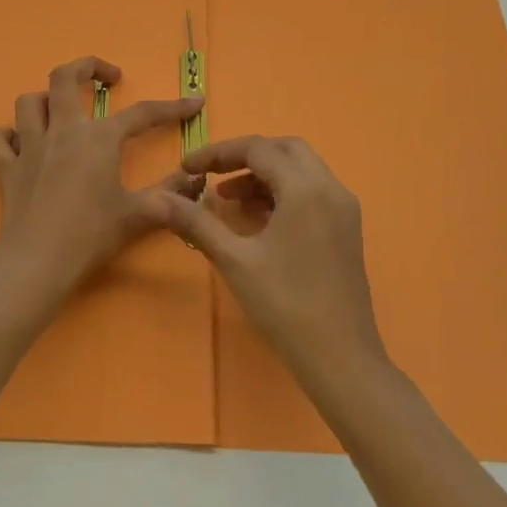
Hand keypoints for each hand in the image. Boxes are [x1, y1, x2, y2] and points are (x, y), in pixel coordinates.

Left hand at [0, 56, 202, 296]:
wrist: (38, 261)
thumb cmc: (91, 234)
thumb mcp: (139, 215)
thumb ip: (171, 195)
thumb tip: (197, 180)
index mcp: (99, 138)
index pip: (142, 113)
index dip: (173, 107)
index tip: (194, 103)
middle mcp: (62, 131)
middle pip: (64, 77)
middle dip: (87, 67)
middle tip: (107, 78)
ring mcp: (29, 146)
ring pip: (29, 102)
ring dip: (45, 99)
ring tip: (62, 111)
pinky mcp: (6, 168)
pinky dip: (6, 136)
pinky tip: (19, 144)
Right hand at [165, 136, 389, 391]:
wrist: (340, 358)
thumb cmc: (285, 305)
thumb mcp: (235, 260)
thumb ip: (197, 223)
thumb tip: (160, 199)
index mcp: (305, 188)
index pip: (258, 148)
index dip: (218, 153)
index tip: (187, 167)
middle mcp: (330, 188)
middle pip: (285, 149)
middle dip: (246, 156)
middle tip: (213, 175)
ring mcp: (344, 209)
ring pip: (301, 169)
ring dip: (265, 174)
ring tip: (228, 200)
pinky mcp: (347, 229)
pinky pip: (312, 191)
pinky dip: (283, 192)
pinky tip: (257, 219)